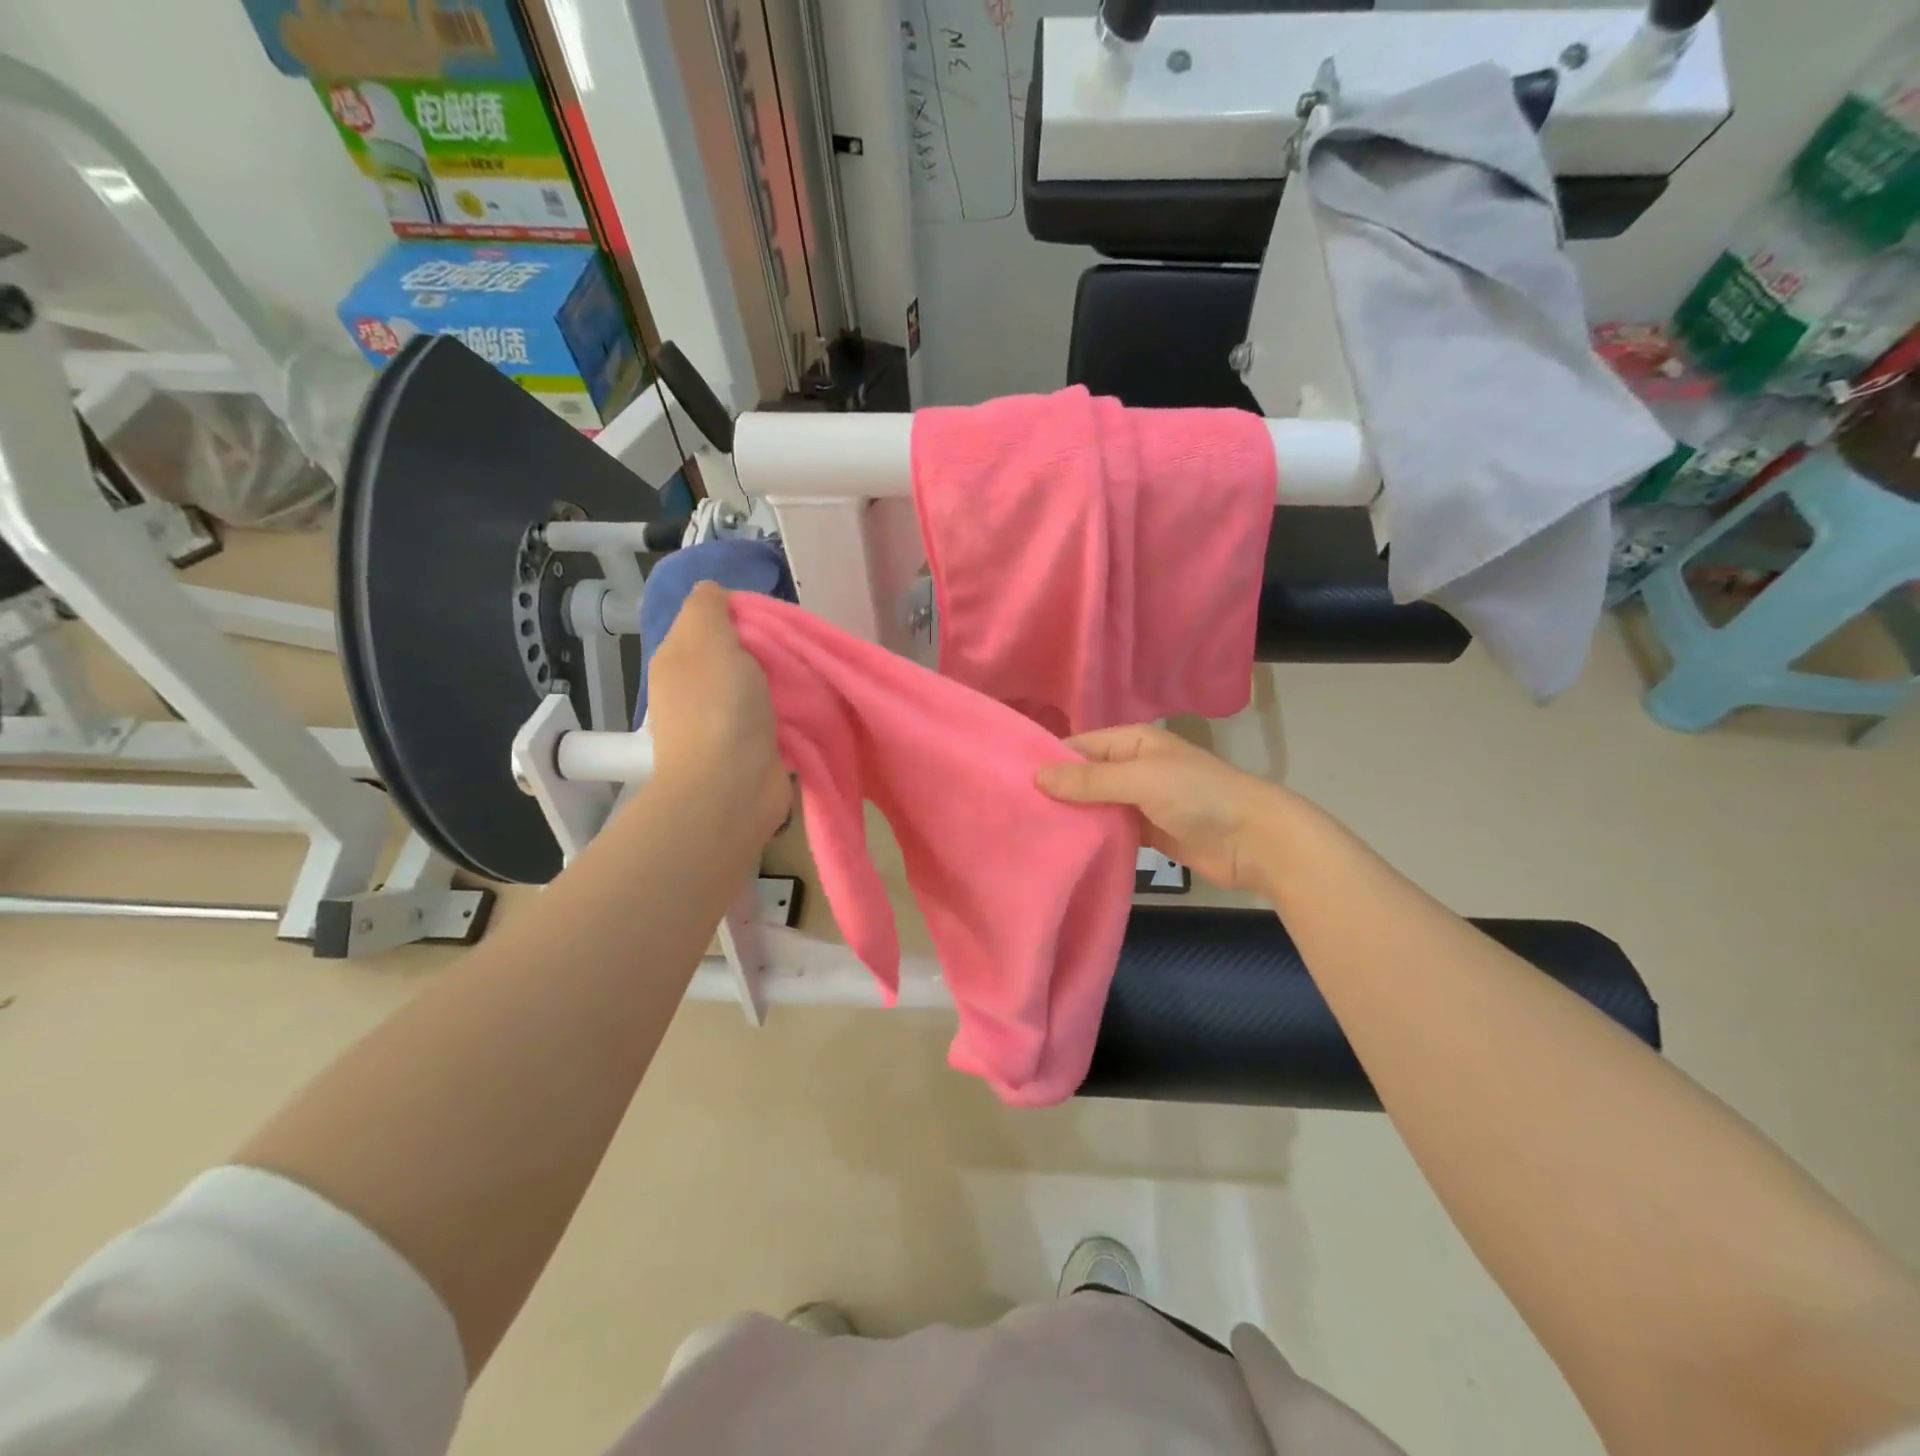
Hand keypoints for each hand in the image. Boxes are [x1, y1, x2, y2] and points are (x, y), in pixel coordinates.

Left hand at [644, 583, 790, 840]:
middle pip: (738, 652)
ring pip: (759, 684)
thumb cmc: (719, 708)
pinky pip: (774, 715)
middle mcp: (696, 687)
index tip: (775, 619)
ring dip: (784, 680)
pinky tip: (811, 704)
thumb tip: (712, 591)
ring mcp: (722, 721)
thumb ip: (708, 608)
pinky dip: (791, 709)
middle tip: (800, 647)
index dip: (743, 613)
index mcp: (679, 658)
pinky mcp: (750, 747)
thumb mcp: (706, 639)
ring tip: (812, 674)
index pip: (711, 620)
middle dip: (769, 648)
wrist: (731, 789)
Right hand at [1036, 724, 1294, 894]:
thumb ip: (1090, 780)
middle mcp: (1132, 766)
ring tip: (1029, 832)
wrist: (1256, 841)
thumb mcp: (1141, 780)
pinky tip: (1063, 848)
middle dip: (1055, 792)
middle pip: (1084, 777)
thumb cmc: (1199, 797)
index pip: (1078, 746)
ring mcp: (1140, 800)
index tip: (1009, 783)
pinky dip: (1092, 836)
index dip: (1047, 762)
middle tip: (1013, 813)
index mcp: (1132, 741)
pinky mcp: (1147, 832)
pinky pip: (1110, 830)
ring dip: (1071, 817)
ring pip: (1095, 805)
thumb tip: (1036, 776)